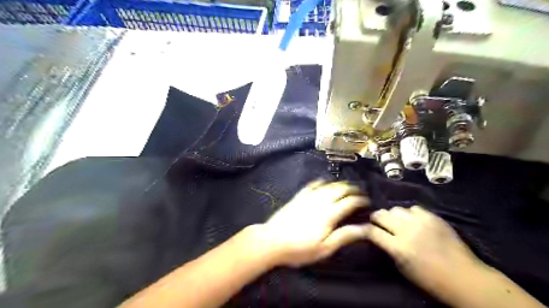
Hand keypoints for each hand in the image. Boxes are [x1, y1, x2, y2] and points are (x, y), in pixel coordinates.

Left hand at [256, 180, 367, 266]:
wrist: (272, 240)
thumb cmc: (300, 248)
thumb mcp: (325, 248)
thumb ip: (344, 236)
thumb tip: (365, 228)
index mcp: (329, 214)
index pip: (349, 202)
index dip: (360, 200)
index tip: (367, 201)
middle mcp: (320, 201)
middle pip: (340, 190)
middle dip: (352, 189)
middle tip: (359, 191)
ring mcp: (308, 197)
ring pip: (327, 185)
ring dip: (339, 184)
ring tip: (346, 185)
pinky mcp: (298, 197)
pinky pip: (312, 185)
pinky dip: (321, 181)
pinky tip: (324, 181)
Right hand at [363, 206, 483, 294]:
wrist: (464, 277)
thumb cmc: (430, 279)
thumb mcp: (402, 268)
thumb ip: (388, 249)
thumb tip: (378, 237)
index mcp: (398, 248)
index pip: (372, 231)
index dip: (365, 228)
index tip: (364, 228)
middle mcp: (407, 231)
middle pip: (382, 215)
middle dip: (377, 218)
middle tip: (379, 223)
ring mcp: (421, 222)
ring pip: (396, 209)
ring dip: (393, 215)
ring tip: (398, 222)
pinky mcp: (433, 217)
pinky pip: (414, 208)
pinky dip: (410, 214)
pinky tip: (414, 221)